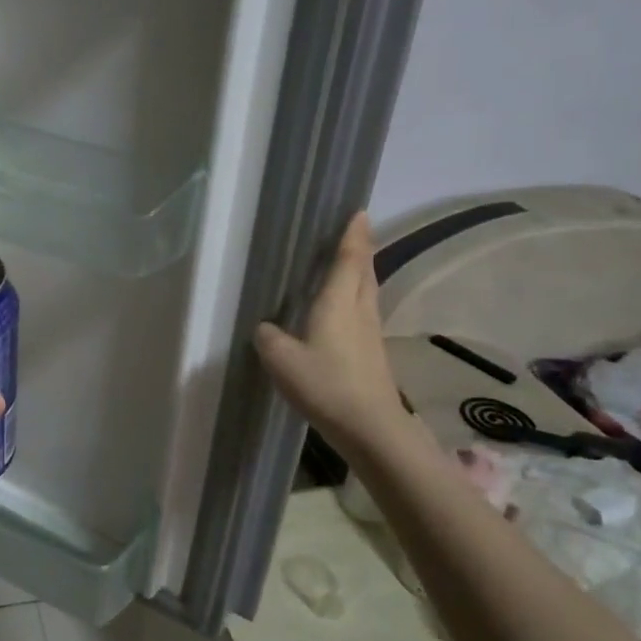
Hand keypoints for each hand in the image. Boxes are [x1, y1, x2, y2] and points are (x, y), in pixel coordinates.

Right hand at [254, 212, 407, 455]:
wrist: (370, 427)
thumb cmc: (325, 385)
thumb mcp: (281, 360)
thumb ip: (269, 338)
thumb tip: (267, 328)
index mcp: (338, 304)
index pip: (348, 260)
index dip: (353, 236)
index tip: (359, 213)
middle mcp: (359, 312)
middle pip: (364, 272)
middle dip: (361, 250)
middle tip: (355, 233)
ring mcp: (370, 334)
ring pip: (367, 293)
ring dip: (361, 274)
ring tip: (350, 265)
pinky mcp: (373, 354)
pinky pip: (364, 313)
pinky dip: (356, 300)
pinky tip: (344, 311)